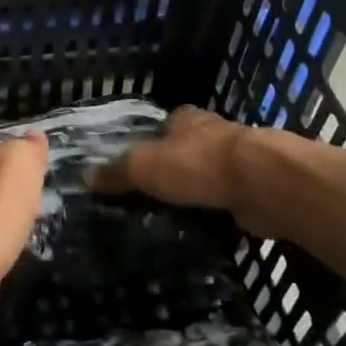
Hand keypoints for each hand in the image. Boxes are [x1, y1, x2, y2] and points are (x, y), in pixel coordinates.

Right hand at [89, 105, 251, 215]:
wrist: (261, 182)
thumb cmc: (197, 164)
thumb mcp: (144, 166)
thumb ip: (117, 172)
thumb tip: (84, 175)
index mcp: (185, 119)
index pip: (165, 124)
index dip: (152, 140)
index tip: (139, 163)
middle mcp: (212, 132)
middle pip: (188, 147)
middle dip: (175, 167)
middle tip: (152, 195)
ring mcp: (237, 160)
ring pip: (210, 173)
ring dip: (198, 190)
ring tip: (175, 216)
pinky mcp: (255, 187)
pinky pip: (228, 198)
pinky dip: (218, 210)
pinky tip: (205, 226)